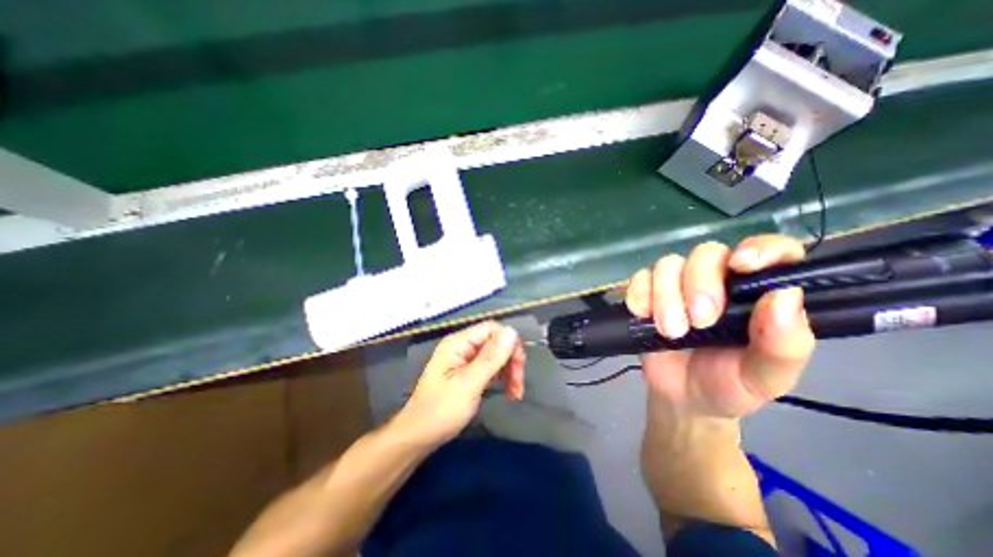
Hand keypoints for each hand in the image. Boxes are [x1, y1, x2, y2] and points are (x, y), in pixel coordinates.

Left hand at [394, 319, 527, 446]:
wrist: (418, 437)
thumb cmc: (440, 411)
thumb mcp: (468, 384)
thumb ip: (490, 358)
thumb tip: (512, 332)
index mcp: (458, 343)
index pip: (491, 329)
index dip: (509, 342)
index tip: (520, 364)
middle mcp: (463, 346)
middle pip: (496, 342)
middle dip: (511, 360)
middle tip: (519, 384)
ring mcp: (466, 359)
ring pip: (496, 355)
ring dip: (509, 371)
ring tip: (516, 393)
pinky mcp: (469, 372)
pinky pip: (491, 367)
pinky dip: (502, 378)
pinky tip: (509, 392)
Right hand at [627, 233, 814, 418]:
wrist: (682, 398)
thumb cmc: (729, 386)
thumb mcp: (767, 377)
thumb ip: (784, 344)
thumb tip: (784, 295)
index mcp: (756, 294)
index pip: (769, 251)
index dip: (759, 247)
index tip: (741, 266)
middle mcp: (717, 281)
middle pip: (705, 253)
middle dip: (698, 284)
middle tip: (699, 321)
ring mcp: (677, 285)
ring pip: (667, 264)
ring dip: (665, 295)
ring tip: (671, 331)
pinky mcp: (647, 293)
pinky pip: (638, 278)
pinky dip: (638, 294)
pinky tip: (642, 315)